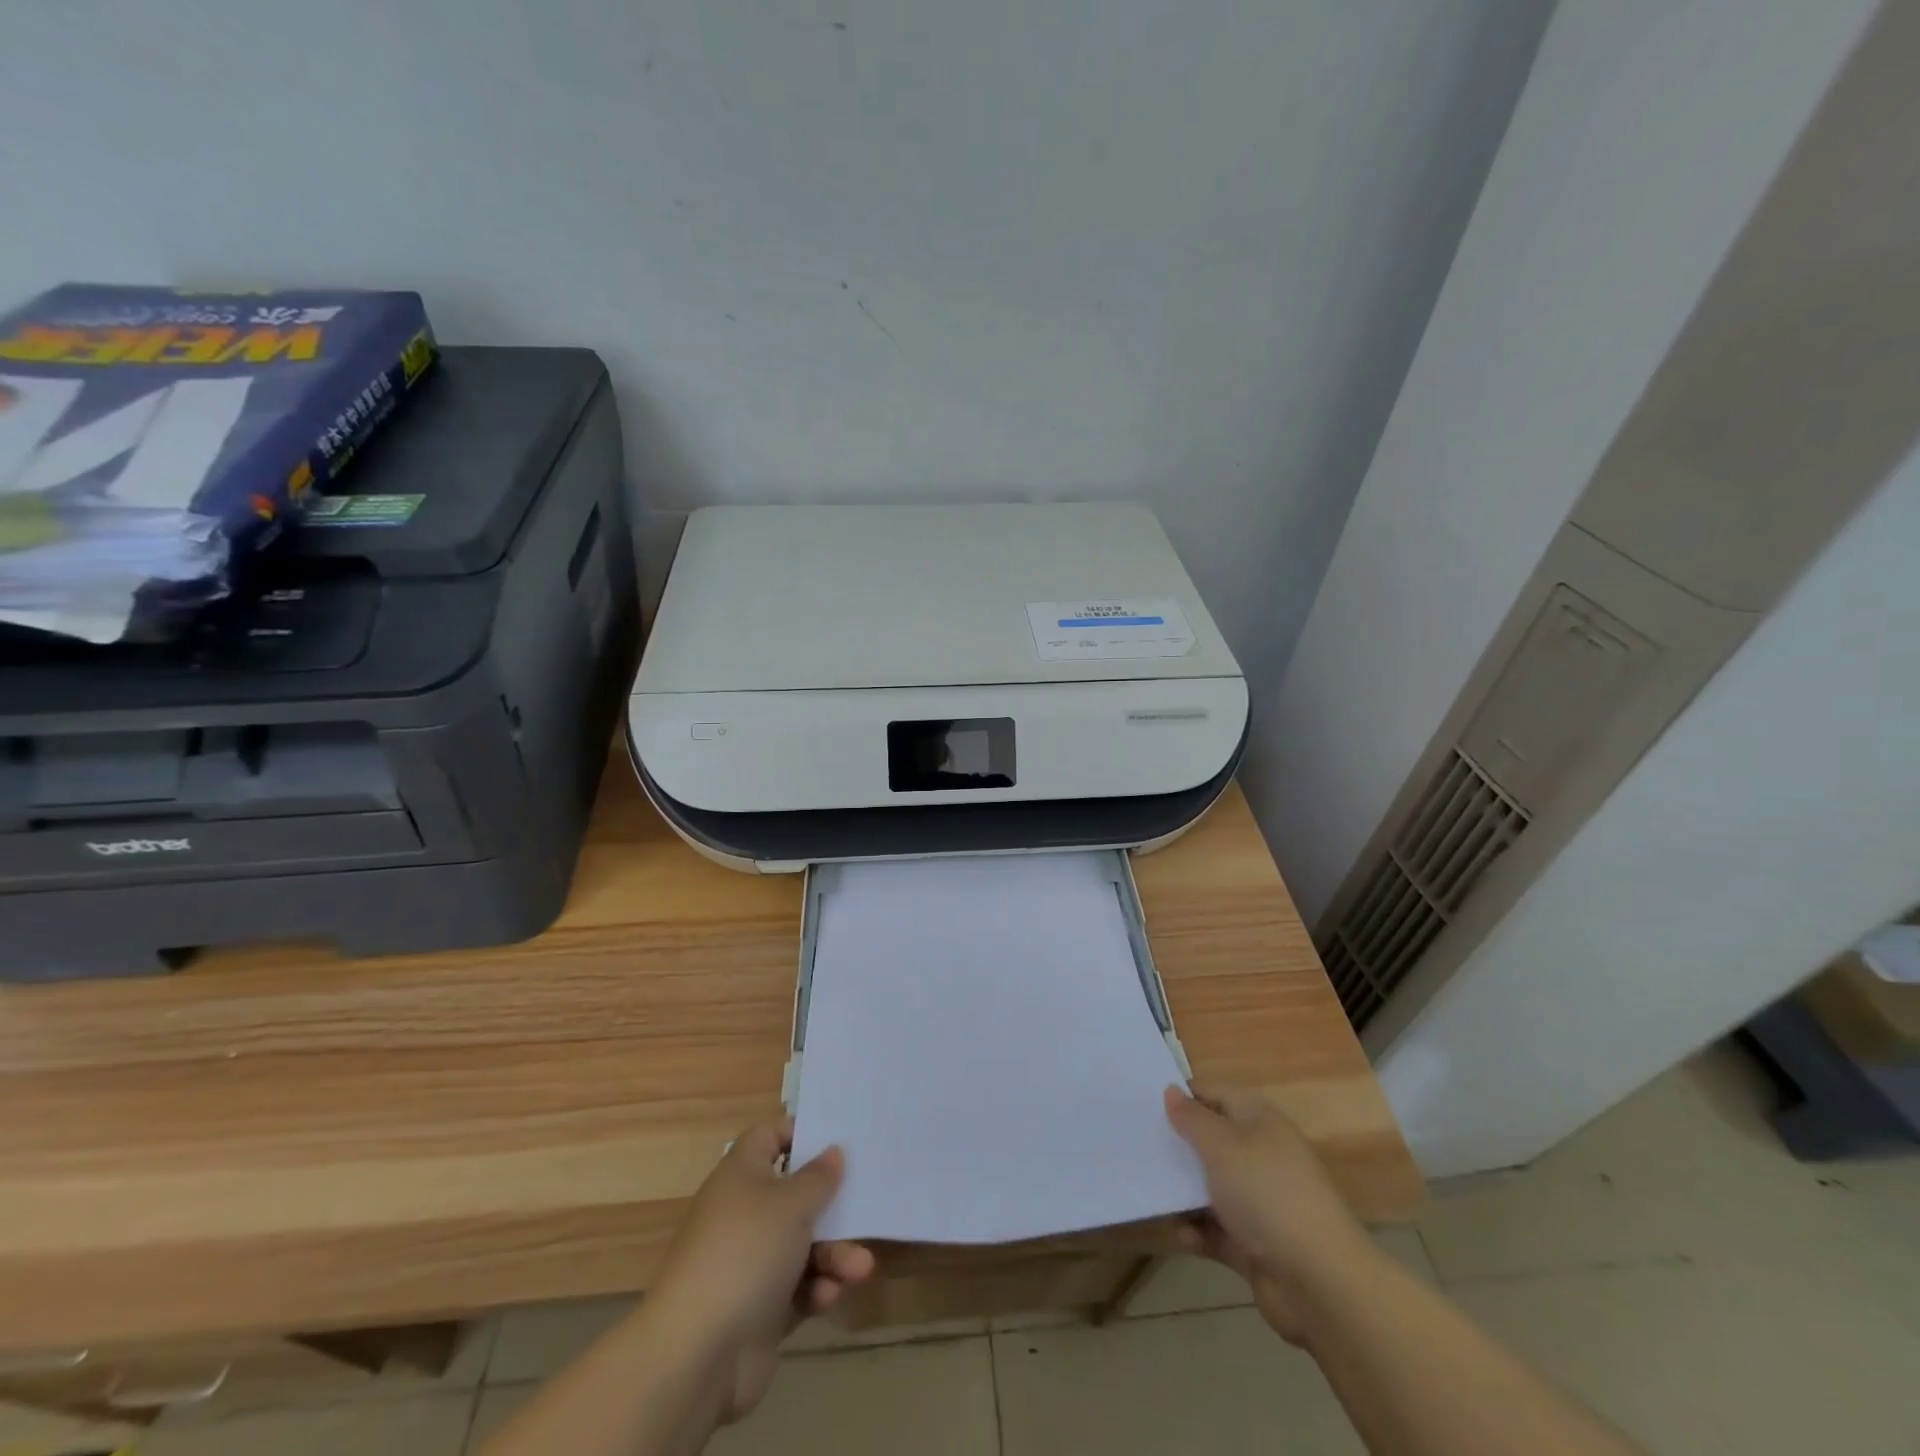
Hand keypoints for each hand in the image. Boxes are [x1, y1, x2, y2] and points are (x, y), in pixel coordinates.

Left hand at [648, 1124, 874, 1423]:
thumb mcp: (792, 1204)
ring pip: (802, 1245)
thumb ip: (818, 1177)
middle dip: (831, 1208)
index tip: (835, 1142)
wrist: (696, 1355)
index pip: (768, 1138)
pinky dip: (815, 1289)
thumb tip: (831, 1152)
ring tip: (861, 1268)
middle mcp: (743, 1213)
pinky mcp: (758, 1308)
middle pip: (795, 1196)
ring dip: (834, 1255)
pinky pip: (797, 1288)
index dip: (799, 1135)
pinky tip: (829, 1296)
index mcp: (741, 1175)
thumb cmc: (746, 1253)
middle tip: (864, 1207)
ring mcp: (749, 1263)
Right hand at [1164, 1084, 1377, 1344]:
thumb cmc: (1266, 1194)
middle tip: (1139, 1146)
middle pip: (1211, 1142)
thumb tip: (1171, 1090)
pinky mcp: (1254, 1245)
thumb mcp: (1221, 1145)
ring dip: (1183, 1193)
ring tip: (1148, 1191)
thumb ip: (1192, 1118)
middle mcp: (1260, 1156)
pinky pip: (1216, 1230)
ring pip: (1210, 1187)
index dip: (1184, 1097)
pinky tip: (1178, 1234)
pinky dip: (1197, 1232)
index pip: (1216, 1095)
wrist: (1319, 1282)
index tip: (1146, 1105)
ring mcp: (1259, 1202)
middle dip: (1178, 1146)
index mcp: (1260, 1122)